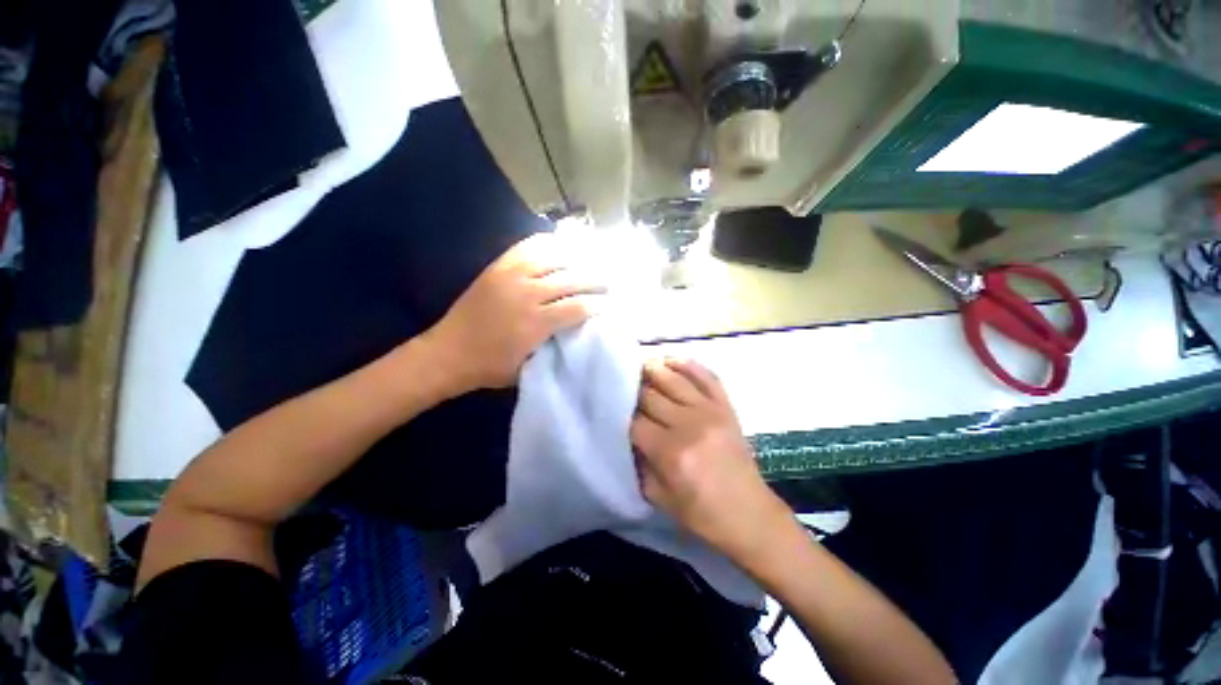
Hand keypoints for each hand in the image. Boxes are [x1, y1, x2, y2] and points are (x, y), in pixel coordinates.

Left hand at [425, 233, 604, 392]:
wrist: (447, 353)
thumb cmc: (490, 367)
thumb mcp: (529, 368)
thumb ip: (554, 348)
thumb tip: (577, 331)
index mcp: (535, 324)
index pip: (578, 307)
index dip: (598, 304)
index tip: (611, 304)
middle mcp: (527, 295)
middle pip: (571, 279)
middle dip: (595, 280)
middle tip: (609, 282)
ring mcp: (510, 276)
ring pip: (553, 259)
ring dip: (577, 260)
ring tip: (592, 261)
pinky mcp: (497, 268)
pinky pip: (526, 248)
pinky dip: (546, 243)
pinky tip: (560, 244)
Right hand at [630, 358, 790, 560]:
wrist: (749, 513)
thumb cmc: (701, 513)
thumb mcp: (658, 497)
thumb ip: (637, 463)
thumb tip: (625, 435)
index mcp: (671, 452)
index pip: (635, 421)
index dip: (619, 414)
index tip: (610, 408)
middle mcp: (689, 424)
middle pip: (651, 395)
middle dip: (632, 390)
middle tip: (620, 385)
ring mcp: (710, 411)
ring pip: (674, 379)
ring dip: (653, 369)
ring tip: (639, 365)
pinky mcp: (726, 406)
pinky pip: (706, 376)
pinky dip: (687, 364)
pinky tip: (671, 360)